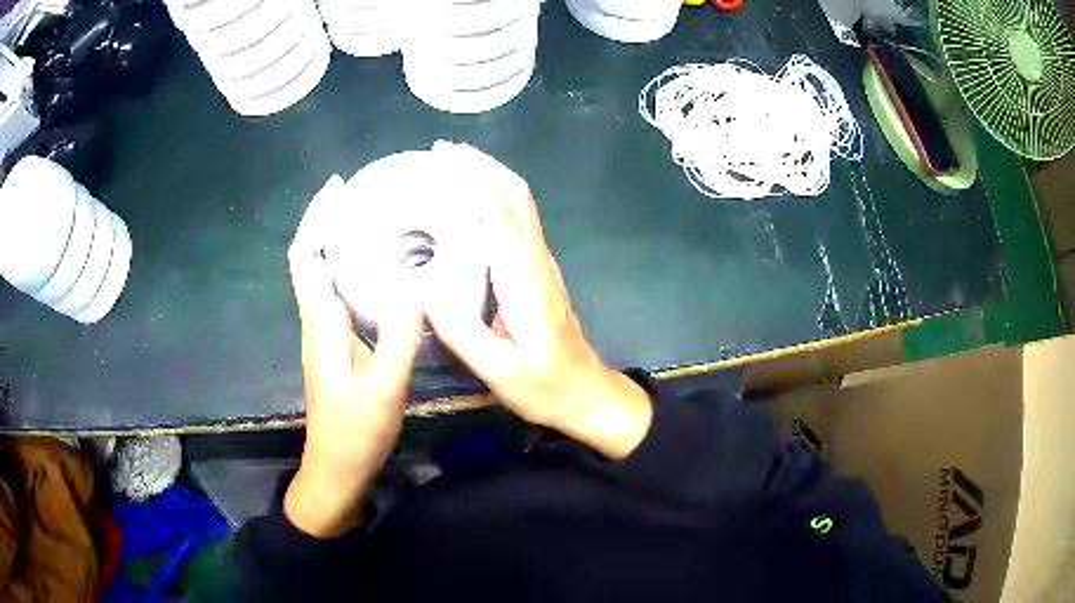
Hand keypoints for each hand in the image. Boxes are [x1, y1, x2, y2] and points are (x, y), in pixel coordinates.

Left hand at [284, 176, 422, 537]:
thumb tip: (415, 284)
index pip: (306, 257)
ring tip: (375, 221)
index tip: (337, 187)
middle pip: (312, 258)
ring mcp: (327, 334)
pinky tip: (384, 272)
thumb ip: (398, 336)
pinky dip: (354, 271)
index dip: (315, 219)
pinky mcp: (340, 346)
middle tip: (364, 195)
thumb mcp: (384, 386)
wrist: (338, 469)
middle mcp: (318, 321)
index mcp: (321, 323)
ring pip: (325, 276)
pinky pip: (341, 295)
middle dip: (329, 221)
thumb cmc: (355, 431)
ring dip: (340, 243)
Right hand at [425, 145, 652, 459]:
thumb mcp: (501, 371)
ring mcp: (540, 265)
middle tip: (443, 152)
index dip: (471, 180)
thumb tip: (422, 290)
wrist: (587, 393)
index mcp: (525, 278)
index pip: (499, 212)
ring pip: (519, 205)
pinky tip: (470, 206)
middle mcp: (536, 260)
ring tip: (452, 167)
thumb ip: (463, 333)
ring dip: (489, 177)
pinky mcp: (537, 273)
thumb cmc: (546, 386)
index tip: (441, 160)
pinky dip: (493, 199)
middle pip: (516, 195)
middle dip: (482, 166)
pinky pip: (516, 222)